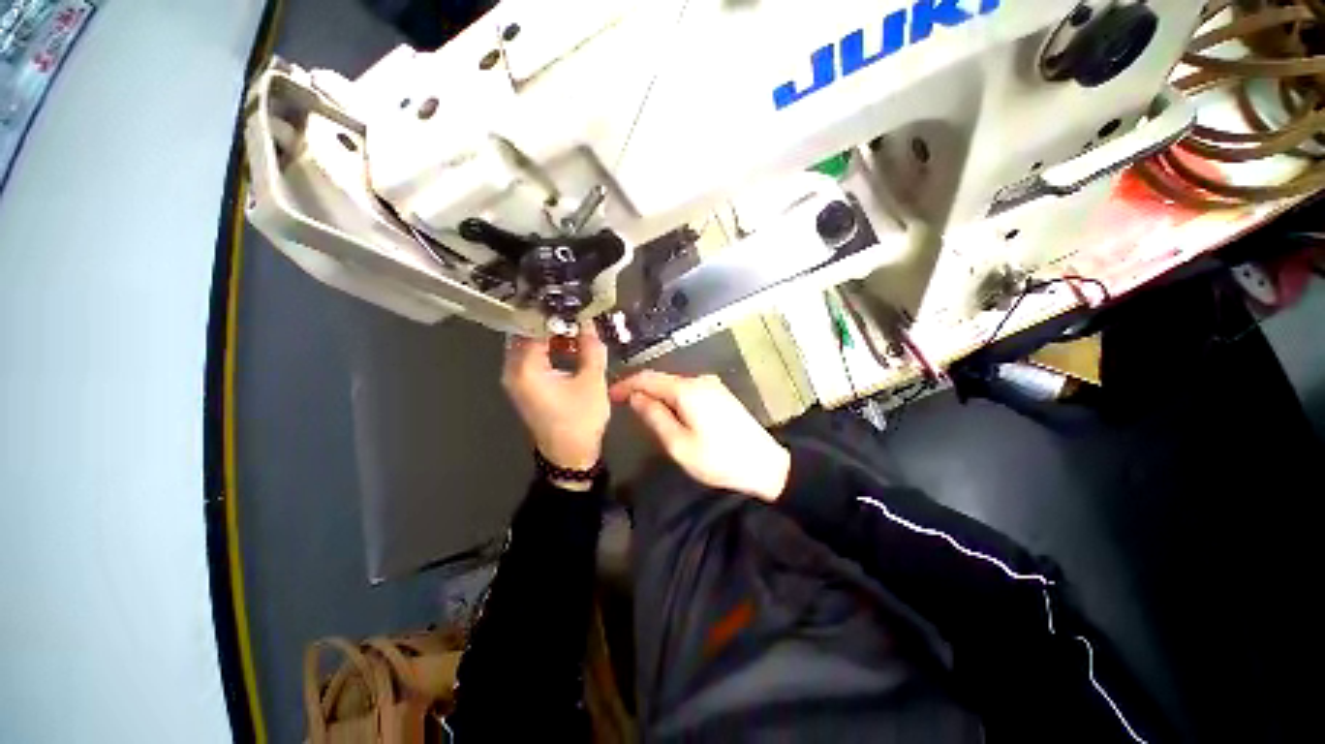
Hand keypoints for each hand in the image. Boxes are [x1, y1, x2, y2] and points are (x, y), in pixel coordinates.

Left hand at [502, 326, 610, 477]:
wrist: (569, 456)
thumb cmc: (580, 420)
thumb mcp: (592, 381)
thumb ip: (591, 348)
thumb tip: (589, 322)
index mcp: (525, 369)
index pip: (533, 326)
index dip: (553, 313)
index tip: (573, 302)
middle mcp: (513, 370)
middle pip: (526, 332)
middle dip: (552, 322)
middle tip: (576, 313)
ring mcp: (516, 379)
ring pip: (529, 344)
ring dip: (551, 335)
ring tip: (577, 328)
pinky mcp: (524, 385)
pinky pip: (532, 357)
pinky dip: (549, 348)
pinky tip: (570, 346)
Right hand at [610, 371, 789, 502]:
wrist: (765, 464)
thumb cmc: (718, 459)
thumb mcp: (679, 444)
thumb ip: (655, 417)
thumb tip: (636, 398)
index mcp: (687, 390)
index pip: (648, 378)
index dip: (626, 384)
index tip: (610, 395)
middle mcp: (700, 380)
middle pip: (662, 379)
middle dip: (640, 389)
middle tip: (621, 405)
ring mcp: (712, 386)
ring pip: (675, 385)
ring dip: (656, 394)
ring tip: (640, 410)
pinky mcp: (720, 394)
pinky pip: (688, 391)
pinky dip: (672, 398)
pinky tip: (667, 411)